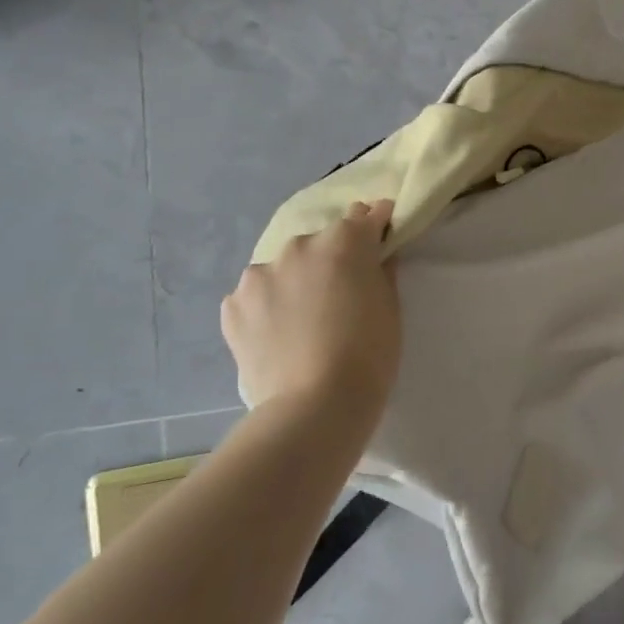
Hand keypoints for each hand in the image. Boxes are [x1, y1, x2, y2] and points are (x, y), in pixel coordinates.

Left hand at [221, 200, 401, 409]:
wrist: (314, 406)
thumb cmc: (369, 353)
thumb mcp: (390, 306)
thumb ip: (381, 269)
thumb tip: (375, 254)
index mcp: (343, 240)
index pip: (365, 216)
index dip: (375, 229)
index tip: (380, 244)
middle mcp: (299, 245)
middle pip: (322, 242)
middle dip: (332, 259)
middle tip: (340, 295)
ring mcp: (259, 274)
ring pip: (284, 268)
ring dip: (295, 281)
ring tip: (302, 319)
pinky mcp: (232, 305)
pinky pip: (256, 296)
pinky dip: (267, 307)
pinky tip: (277, 334)